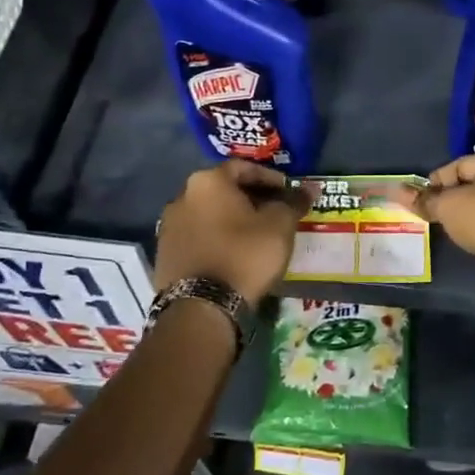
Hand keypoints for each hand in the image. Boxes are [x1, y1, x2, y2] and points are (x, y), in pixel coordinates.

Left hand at [155, 161, 310, 303]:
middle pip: (223, 190)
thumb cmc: (244, 255)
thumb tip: (309, 189)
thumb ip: (293, 202)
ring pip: (209, 214)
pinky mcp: (164, 254)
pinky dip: (217, 239)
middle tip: (275, 214)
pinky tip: (234, 255)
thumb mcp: (279, 226)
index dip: (270, 178)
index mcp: (208, 182)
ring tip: (256, 237)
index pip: (243, 167)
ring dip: (232, 220)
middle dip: (251, 199)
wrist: (201, 306)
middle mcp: (182, 197)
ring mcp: (169, 226)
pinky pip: (198, 237)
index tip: (288, 192)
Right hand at [396, 149, 474, 294]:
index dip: (436, 182)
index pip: (459, 165)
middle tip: (431, 212)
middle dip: (453, 197)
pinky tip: (470, 237)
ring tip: (448, 226)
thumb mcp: (448, 206)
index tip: (420, 198)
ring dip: (469, 213)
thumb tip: (395, 191)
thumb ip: (424, 200)